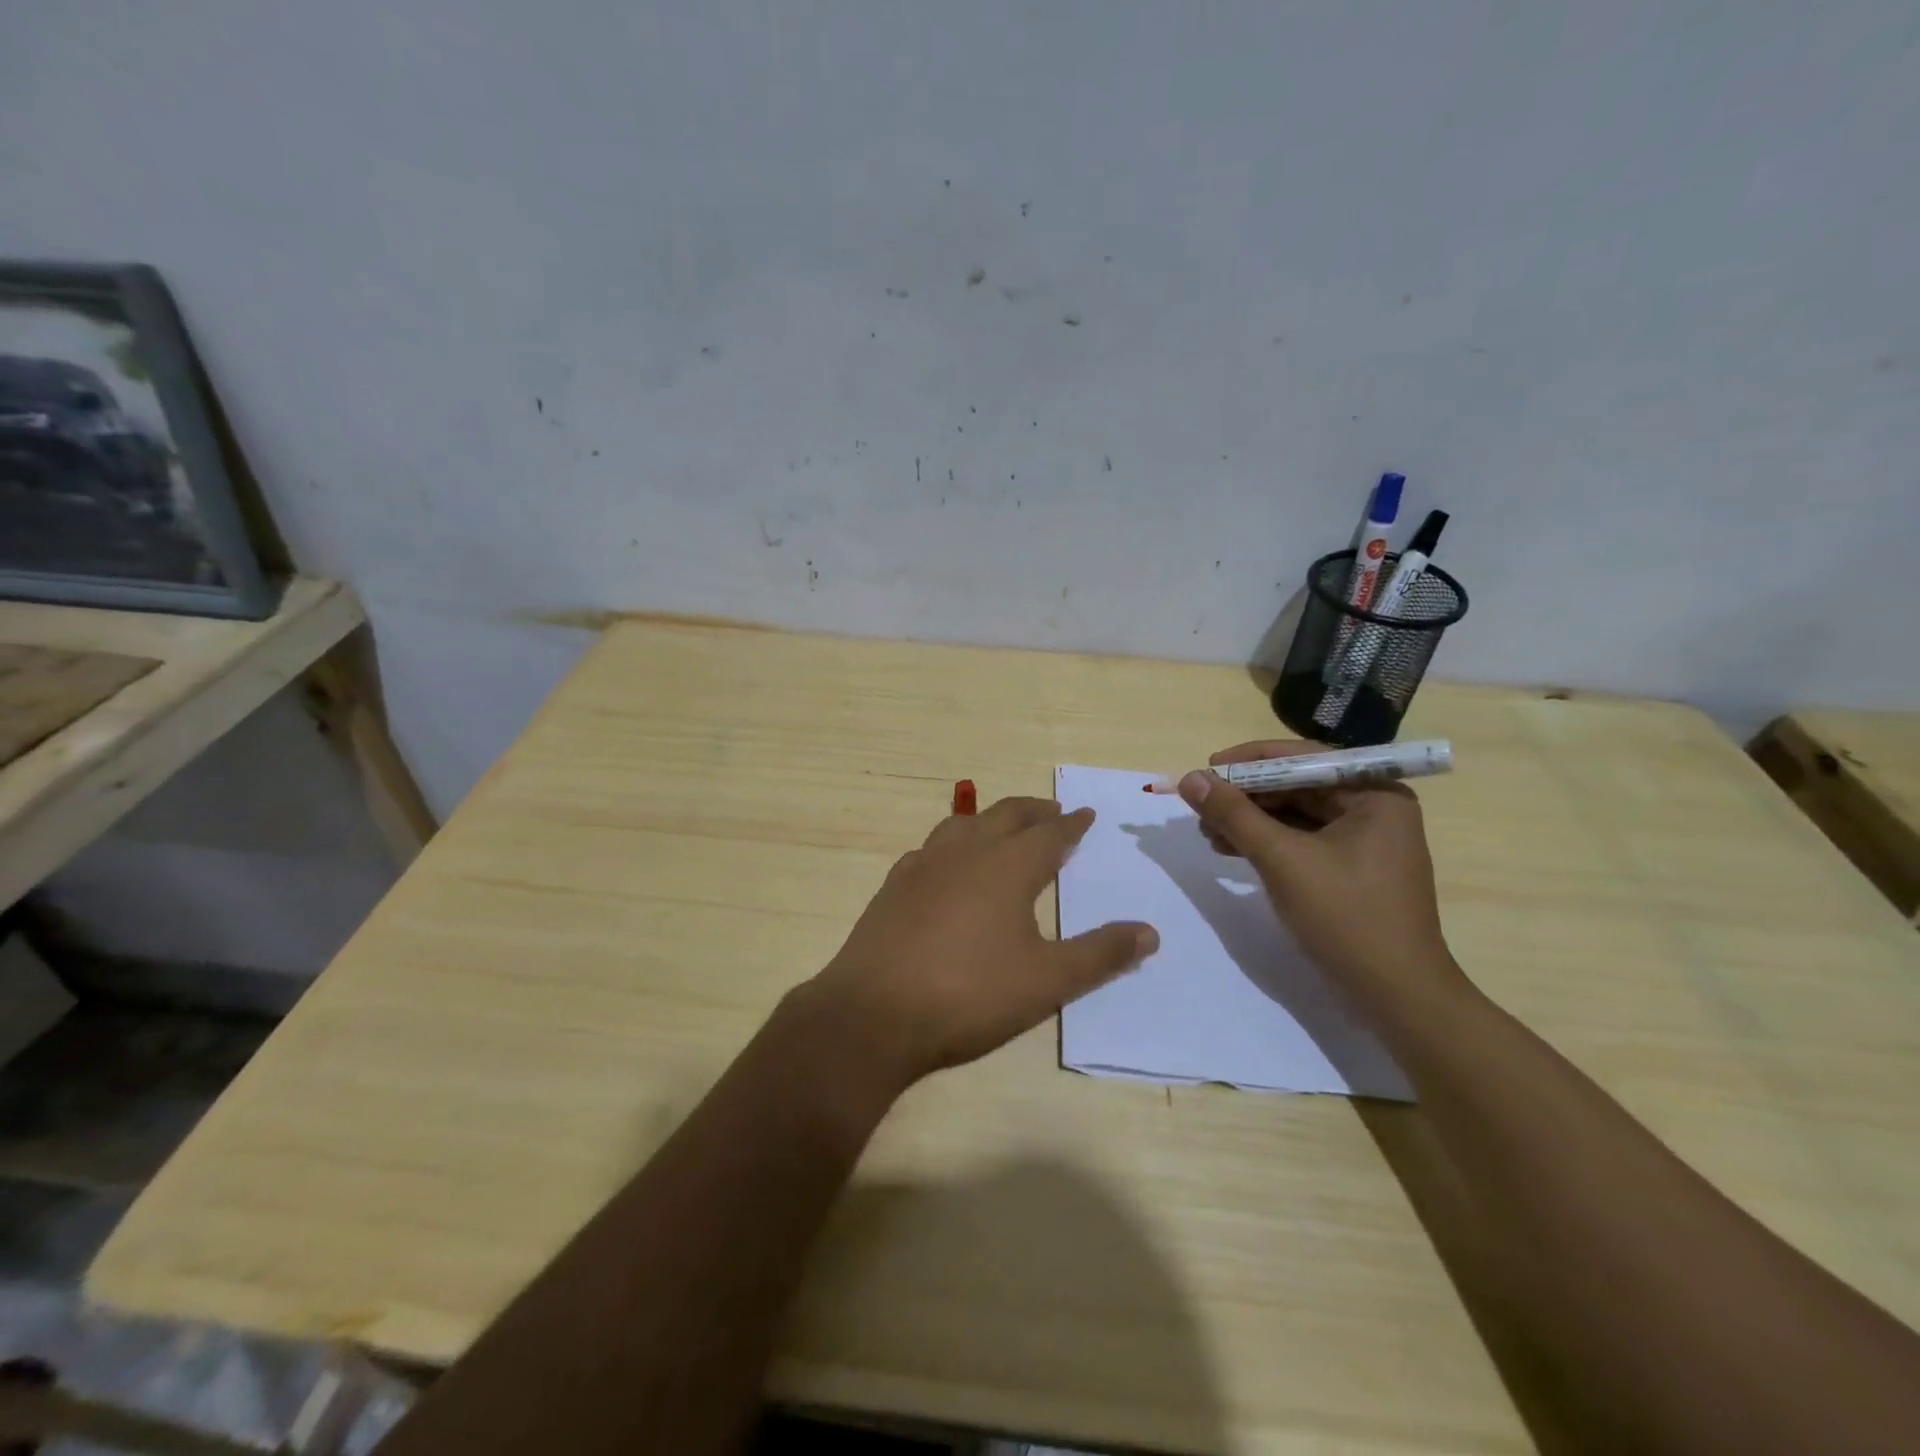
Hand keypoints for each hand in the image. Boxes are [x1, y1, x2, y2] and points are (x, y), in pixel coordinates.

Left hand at [805, 797, 1157, 1087]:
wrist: (873, 1014)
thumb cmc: (969, 994)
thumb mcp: (1047, 981)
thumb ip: (1100, 954)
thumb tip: (1150, 932)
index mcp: (1007, 866)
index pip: (1049, 833)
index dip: (1071, 823)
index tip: (1085, 814)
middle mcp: (965, 852)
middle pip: (1005, 815)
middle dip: (1033, 810)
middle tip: (1052, 811)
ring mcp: (923, 865)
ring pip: (963, 824)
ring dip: (990, 820)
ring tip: (1003, 829)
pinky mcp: (893, 885)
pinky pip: (931, 849)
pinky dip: (952, 844)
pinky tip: (949, 865)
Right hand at [1178, 741, 1463, 1006]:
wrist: (1396, 996)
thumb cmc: (1346, 917)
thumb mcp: (1282, 859)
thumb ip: (1234, 814)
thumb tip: (1190, 778)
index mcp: (1374, 794)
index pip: (1303, 759)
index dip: (1249, 762)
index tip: (1206, 769)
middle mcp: (1373, 808)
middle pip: (1297, 785)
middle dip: (1246, 797)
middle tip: (1201, 807)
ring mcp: (1363, 841)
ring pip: (1294, 814)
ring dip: (1249, 820)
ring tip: (1208, 833)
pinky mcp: (1350, 869)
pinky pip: (1300, 840)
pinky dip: (1266, 843)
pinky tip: (1230, 850)